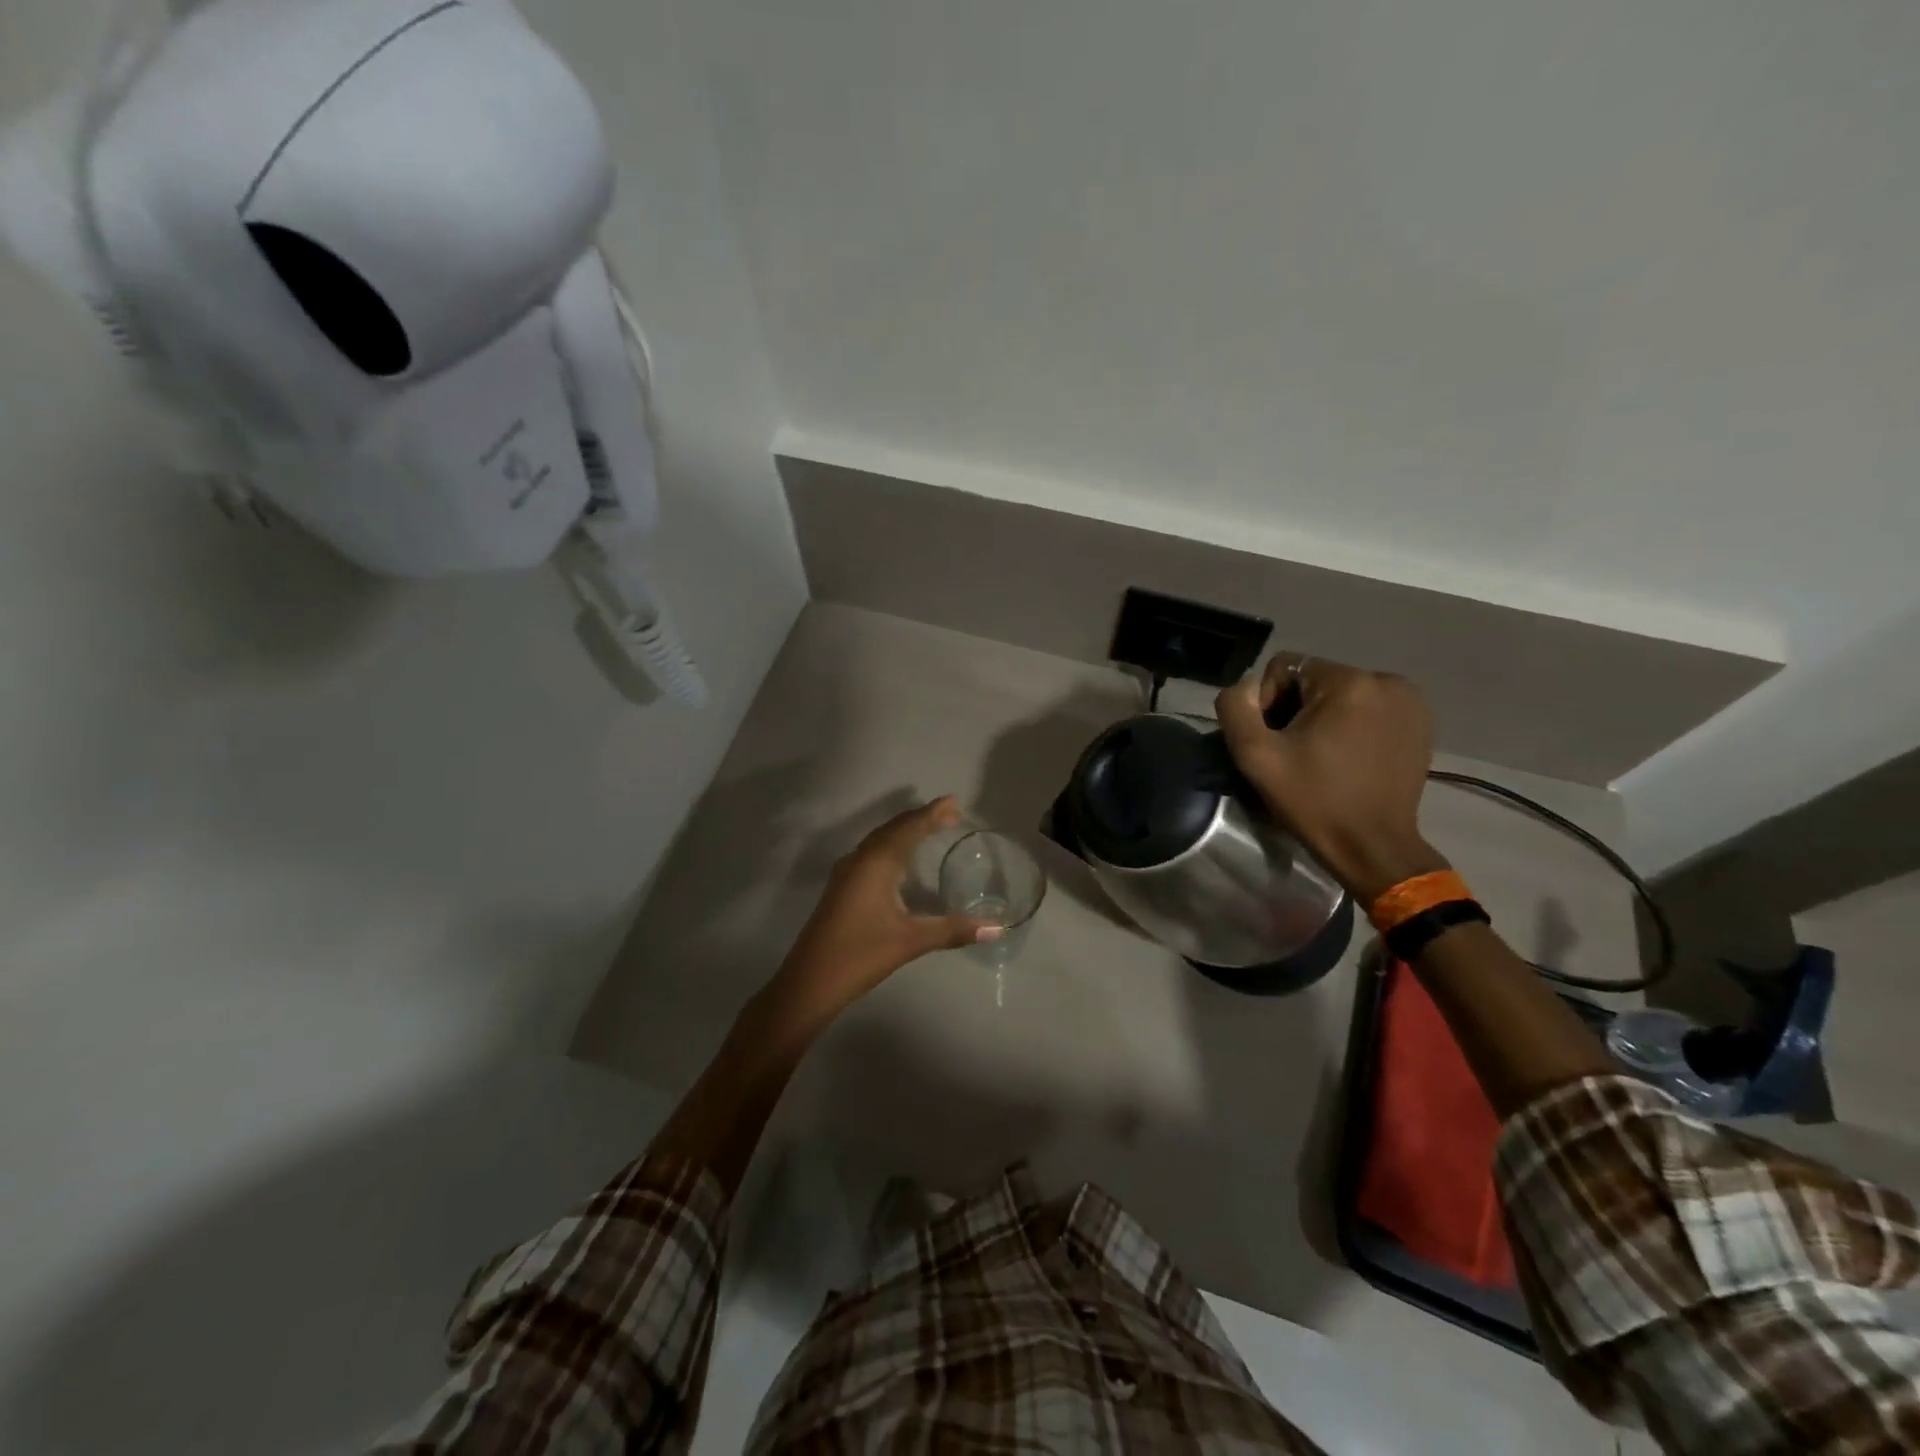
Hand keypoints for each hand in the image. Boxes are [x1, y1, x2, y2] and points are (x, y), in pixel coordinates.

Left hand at [770, 797, 997, 1024]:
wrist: (809, 981)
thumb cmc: (861, 954)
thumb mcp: (911, 941)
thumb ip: (953, 930)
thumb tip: (997, 928)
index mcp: (877, 863)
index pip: (909, 827)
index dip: (933, 813)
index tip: (955, 803)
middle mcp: (860, 859)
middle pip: (893, 828)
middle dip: (921, 818)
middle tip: (950, 813)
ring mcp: (847, 873)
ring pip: (879, 840)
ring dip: (905, 830)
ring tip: (930, 828)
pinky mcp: (841, 887)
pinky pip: (871, 853)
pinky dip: (891, 845)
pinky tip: (900, 860)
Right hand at [1216, 655, 1448, 902]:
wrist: (1373, 847)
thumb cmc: (1313, 801)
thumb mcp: (1256, 756)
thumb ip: (1236, 707)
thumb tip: (1247, 687)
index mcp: (1348, 682)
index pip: (1286, 667)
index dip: (1268, 702)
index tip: (1274, 742)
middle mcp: (1386, 681)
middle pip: (1316, 680)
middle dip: (1297, 710)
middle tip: (1295, 753)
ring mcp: (1410, 702)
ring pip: (1343, 693)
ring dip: (1325, 717)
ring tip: (1322, 756)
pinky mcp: (1421, 722)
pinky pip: (1370, 708)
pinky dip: (1353, 725)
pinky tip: (1349, 757)